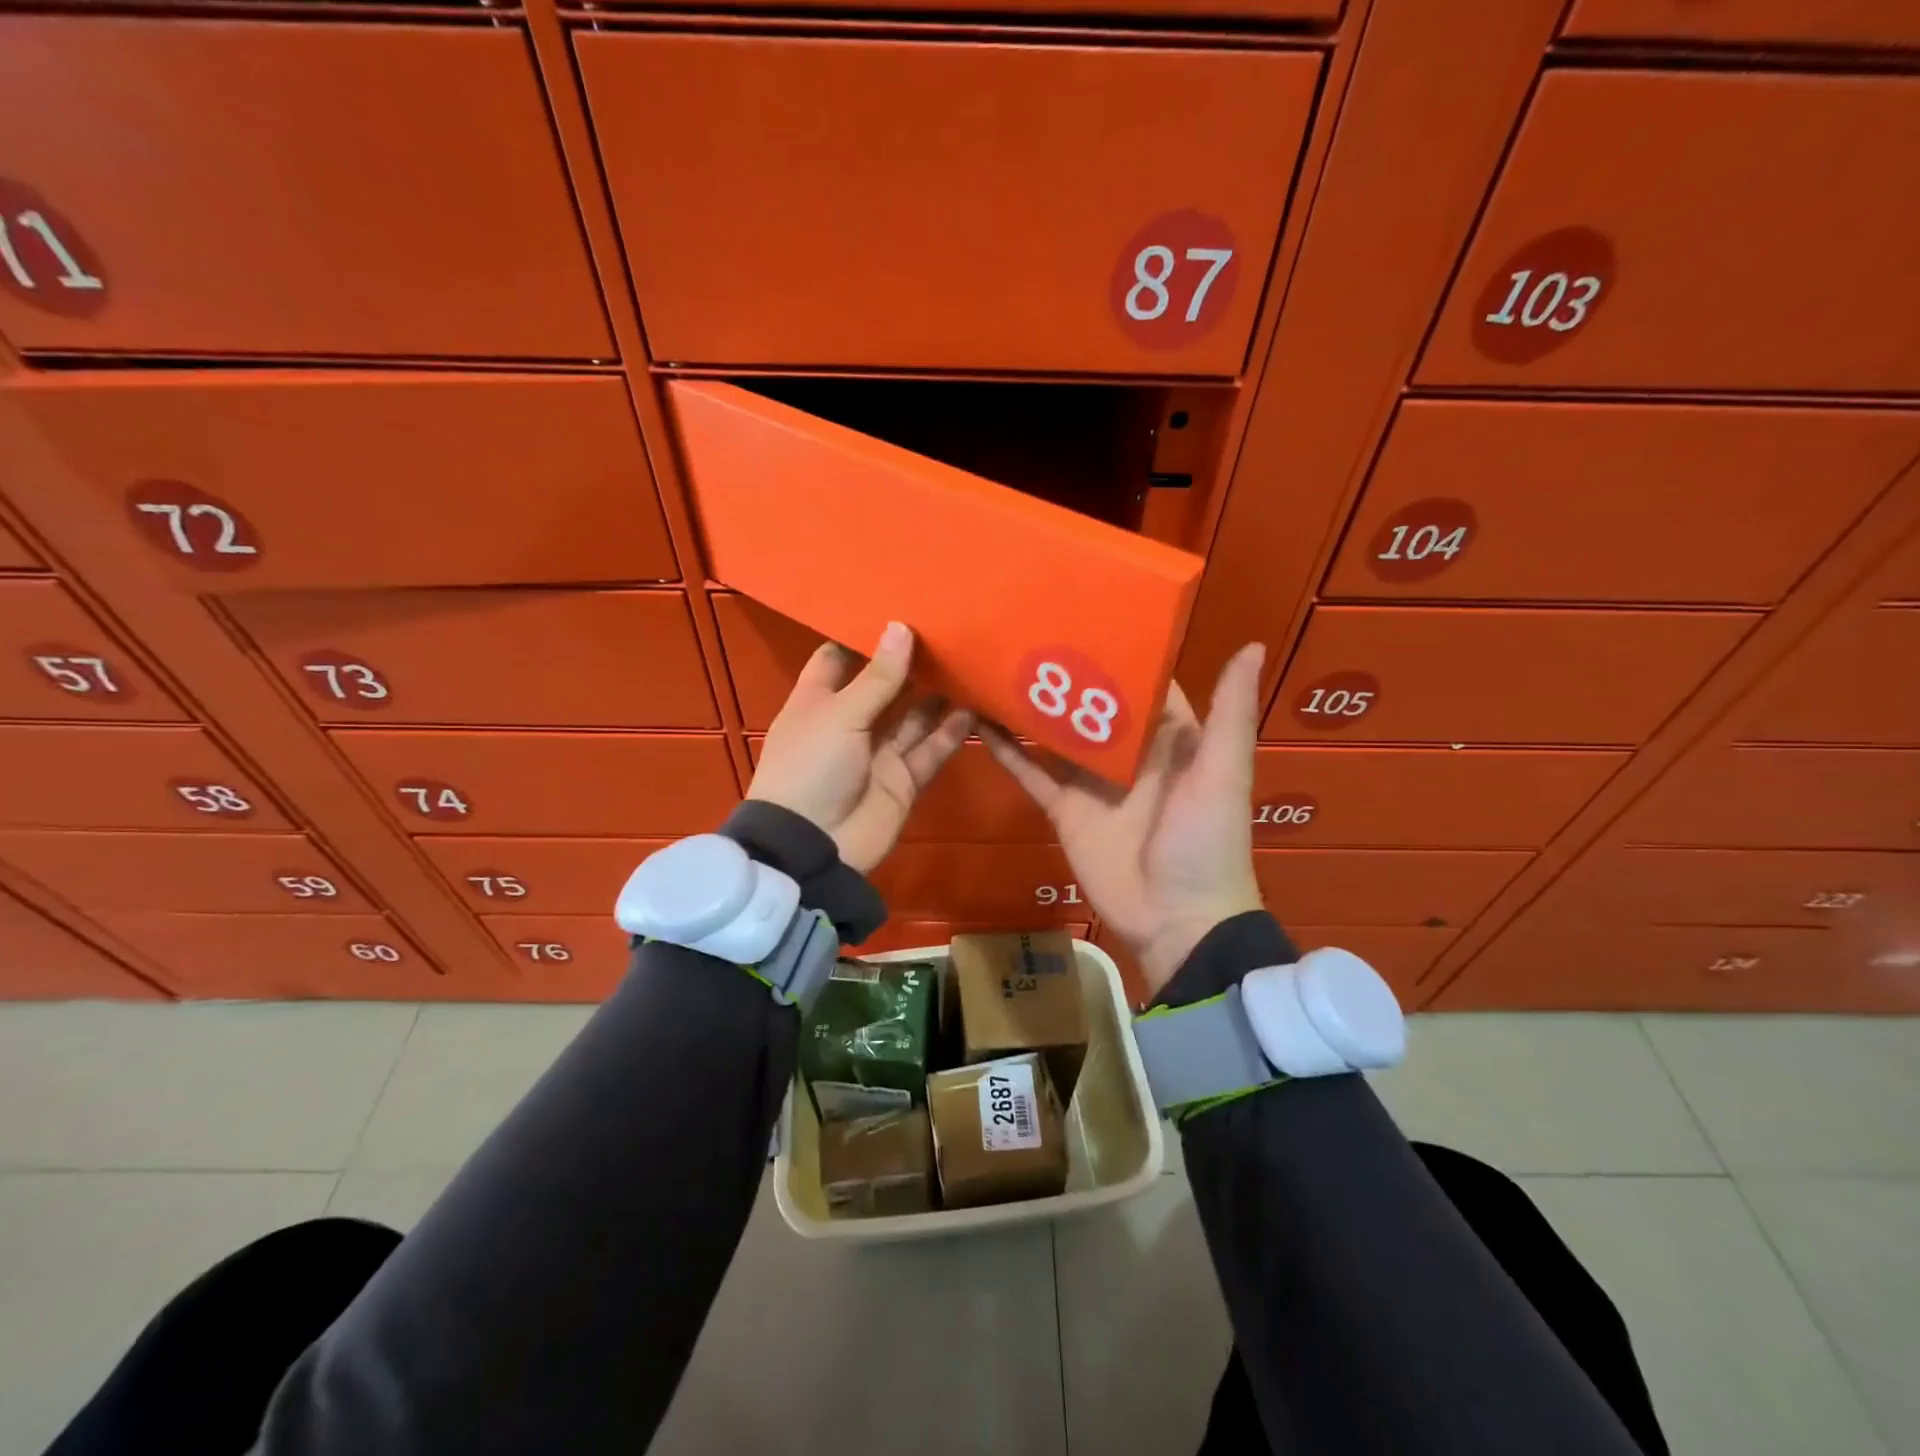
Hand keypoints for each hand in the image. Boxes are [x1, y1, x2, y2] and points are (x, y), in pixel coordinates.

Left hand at [748, 622, 971, 874]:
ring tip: (968, 662)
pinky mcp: (903, 780)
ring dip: (937, 695)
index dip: (862, 637)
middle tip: (947, 630)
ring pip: (914, 717)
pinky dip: (950, 732)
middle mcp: (850, 723)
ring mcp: (878, 753)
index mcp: (819, 701)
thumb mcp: (840, 715)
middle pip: (884, 686)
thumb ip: (877, 677)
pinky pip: (930, 750)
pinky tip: (974, 706)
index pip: (838, 659)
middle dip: (910, 663)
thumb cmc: (812, 767)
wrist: (813, 846)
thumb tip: (901, 628)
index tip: (894, 609)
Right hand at [984, 644, 1266, 997]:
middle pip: (1090, 703)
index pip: (1142, 682)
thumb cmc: (1206, 841)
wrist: (1177, 921)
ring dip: (1029, 705)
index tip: (1087, 609)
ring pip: (1055, 734)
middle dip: (1064, 670)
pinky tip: (978, 722)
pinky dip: (1007, 752)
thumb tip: (1250, 642)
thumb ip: (1229, 713)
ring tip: (995, 664)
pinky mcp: (1065, 809)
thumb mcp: (1224, 773)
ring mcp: (1092, 781)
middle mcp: (1128, 753)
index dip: (1120, 648)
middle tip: (1024, 626)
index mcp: (1169, 738)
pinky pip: (1032, 774)